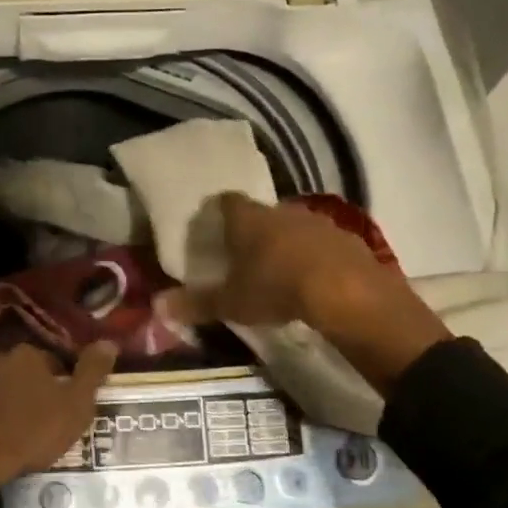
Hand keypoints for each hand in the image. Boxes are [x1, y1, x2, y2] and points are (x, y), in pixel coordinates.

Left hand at [0, 342, 116, 484]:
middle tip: (22, 406)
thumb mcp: (76, 408)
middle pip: (9, 363)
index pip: (46, 361)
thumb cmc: (33, 434)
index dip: (51, 380)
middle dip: (15, 379)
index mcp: (28, 358)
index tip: (54, 401)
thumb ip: (92, 373)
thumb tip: (108, 341)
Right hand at [161, 193, 449, 387]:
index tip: (213, 227)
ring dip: (286, 244)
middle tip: (243, 255)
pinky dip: (315, 259)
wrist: (346, 293)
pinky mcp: (348, 240)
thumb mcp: (231, 303)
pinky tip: (313, 282)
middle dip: (253, 231)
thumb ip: (196, 303)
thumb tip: (158, 306)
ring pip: (294, 228)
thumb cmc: (276, 289)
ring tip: (278, 271)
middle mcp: (282, 211)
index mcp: (249, 219)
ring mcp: (319, 223)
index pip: (227, 201)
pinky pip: (323, 245)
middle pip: (262, 214)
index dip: (218, 212)